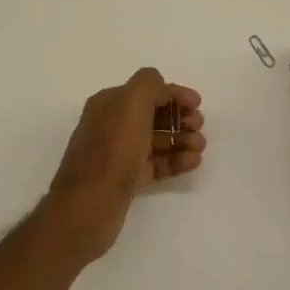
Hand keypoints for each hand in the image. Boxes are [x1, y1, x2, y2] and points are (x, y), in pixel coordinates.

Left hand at [43, 68, 204, 262]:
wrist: (90, 204)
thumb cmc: (113, 150)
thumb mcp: (132, 103)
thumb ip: (149, 85)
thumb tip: (162, 86)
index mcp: (109, 103)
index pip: (147, 90)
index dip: (174, 94)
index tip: (198, 105)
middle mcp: (112, 125)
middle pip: (153, 114)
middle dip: (180, 118)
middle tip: (199, 127)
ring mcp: (118, 153)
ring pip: (157, 140)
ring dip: (181, 139)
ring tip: (199, 147)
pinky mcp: (126, 179)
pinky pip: (156, 163)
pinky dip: (176, 160)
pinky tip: (193, 162)